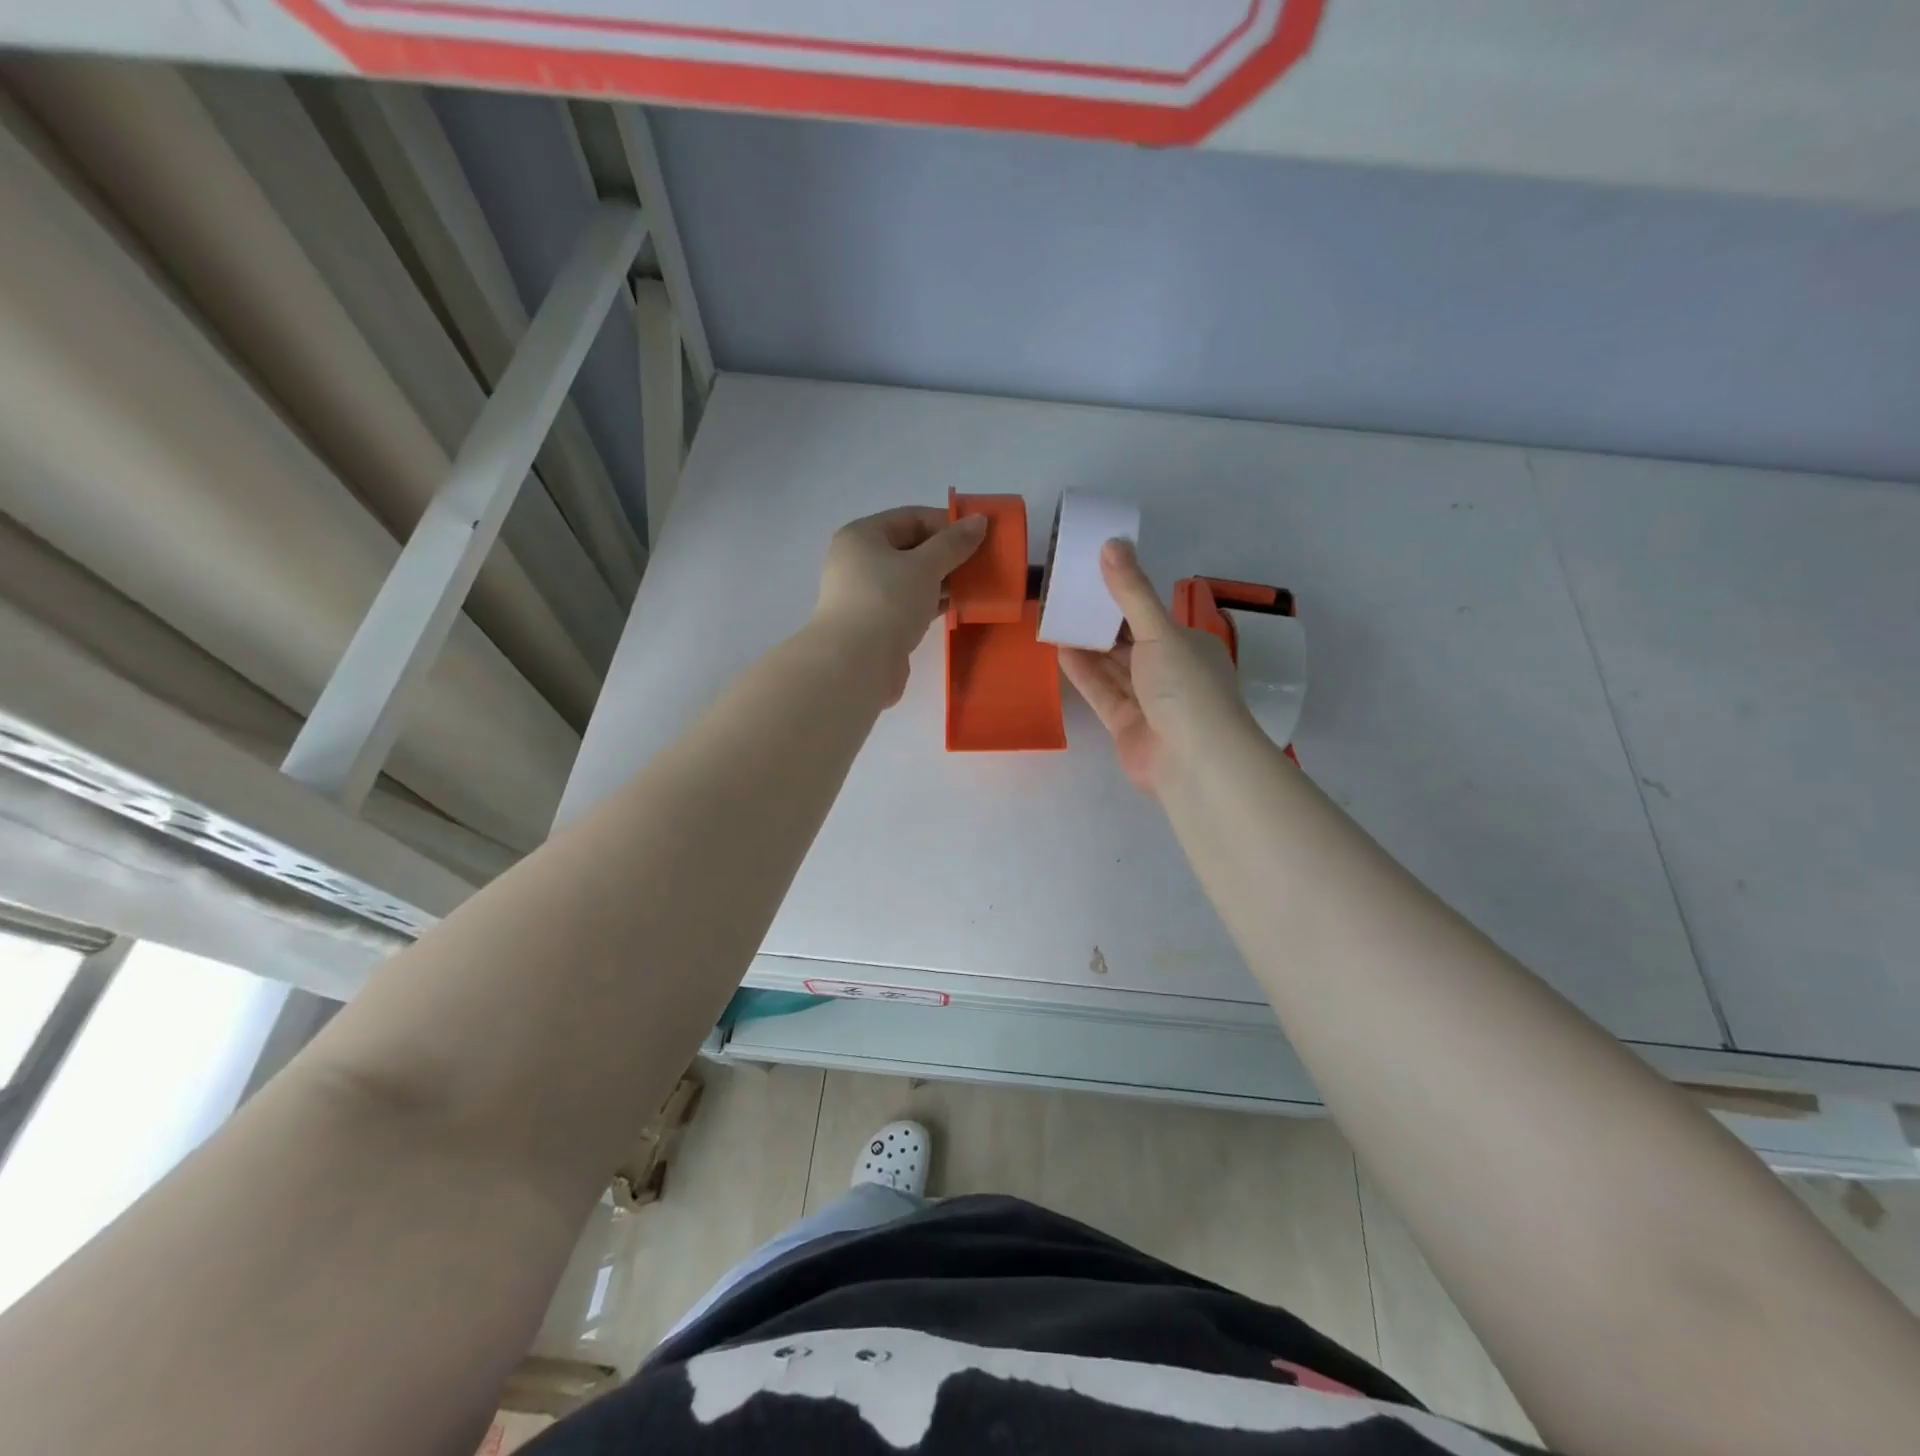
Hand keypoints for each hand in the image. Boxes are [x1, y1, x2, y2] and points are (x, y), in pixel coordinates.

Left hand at [813, 506, 987, 703]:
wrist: (856, 664)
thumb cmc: (887, 602)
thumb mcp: (925, 566)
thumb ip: (953, 543)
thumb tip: (980, 520)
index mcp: (862, 536)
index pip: (910, 517)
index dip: (946, 523)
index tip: (979, 536)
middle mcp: (858, 562)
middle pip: (910, 548)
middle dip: (946, 555)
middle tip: (981, 562)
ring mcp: (865, 596)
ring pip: (911, 579)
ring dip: (942, 581)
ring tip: (976, 586)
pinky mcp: (876, 625)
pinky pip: (909, 605)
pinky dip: (932, 603)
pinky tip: (958, 608)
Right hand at [1059, 540, 1257, 794]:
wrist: (1194, 761)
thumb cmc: (1185, 687)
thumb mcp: (1159, 631)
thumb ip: (1131, 592)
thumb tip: (1112, 542)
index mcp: (1189, 645)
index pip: (1151, 616)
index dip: (1122, 596)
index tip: (1092, 576)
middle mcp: (1171, 671)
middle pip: (1130, 642)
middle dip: (1101, 622)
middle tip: (1065, 596)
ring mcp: (1148, 701)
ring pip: (1114, 667)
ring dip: (1088, 646)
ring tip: (1056, 619)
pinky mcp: (1127, 725)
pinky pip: (1102, 692)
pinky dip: (1084, 673)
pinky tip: (1060, 651)